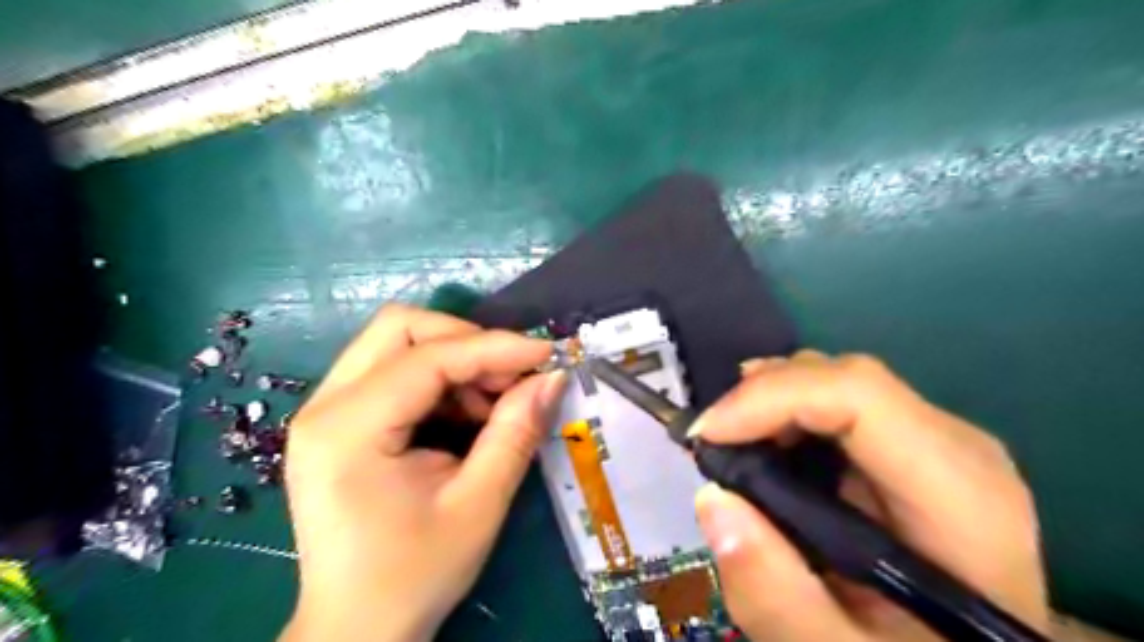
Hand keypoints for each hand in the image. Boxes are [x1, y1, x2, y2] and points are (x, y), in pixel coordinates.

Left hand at [277, 304, 560, 641]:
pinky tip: (465, 415)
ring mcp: (326, 410)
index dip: (494, 347)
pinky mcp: (338, 420)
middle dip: (466, 341)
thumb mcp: (478, 505)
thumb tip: (551, 377)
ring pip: (397, 342)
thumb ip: (516, 433)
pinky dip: (439, 379)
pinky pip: (394, 370)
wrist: (356, 629)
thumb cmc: (414, 575)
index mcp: (348, 430)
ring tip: (492, 404)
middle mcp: (325, 406)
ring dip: (454, 359)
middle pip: (400, 327)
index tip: (546, 354)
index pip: (429, 357)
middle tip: (510, 377)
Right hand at [683, 351, 1048, 641]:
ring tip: (728, 443)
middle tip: (709, 443)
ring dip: (770, 402)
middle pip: (843, 379)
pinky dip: (787, 414)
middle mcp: (955, 447)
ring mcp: (936, 441)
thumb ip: (776, 597)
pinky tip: (763, 445)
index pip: (859, 395)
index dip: (771, 398)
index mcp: (958, 493)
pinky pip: (839, 403)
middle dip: (761, 398)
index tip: (707, 436)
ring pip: (837, 382)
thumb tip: (711, 499)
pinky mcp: (911, 446)